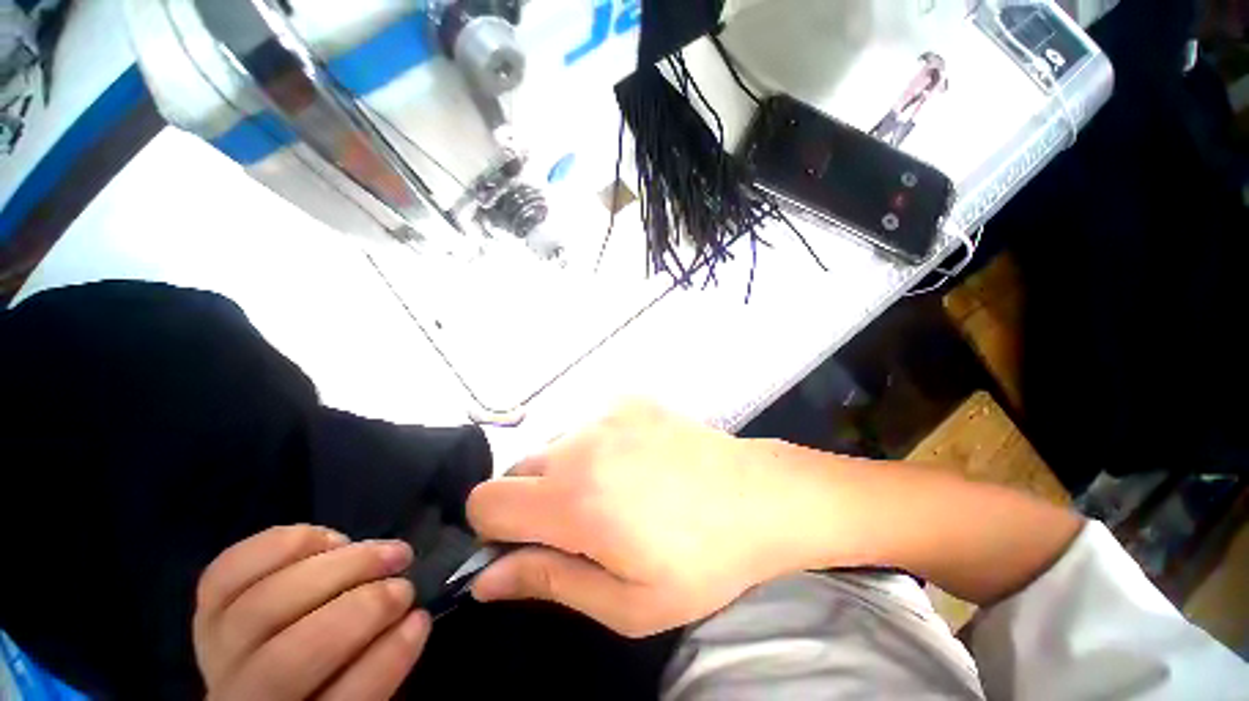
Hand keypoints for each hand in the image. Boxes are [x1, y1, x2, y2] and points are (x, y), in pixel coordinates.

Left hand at [194, 525, 429, 699]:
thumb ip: (377, 666)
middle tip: (404, 585)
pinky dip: (282, 546)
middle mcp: (241, 698)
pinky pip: (226, 572)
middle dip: (360, 608)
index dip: (382, 660)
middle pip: (287, 658)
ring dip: (338, 567)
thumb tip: (410, 621)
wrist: (268, 687)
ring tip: (385, 551)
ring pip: (263, 606)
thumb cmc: (330, 686)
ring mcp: (215, 652)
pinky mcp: (206, 611)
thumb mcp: (359, 691)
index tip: (419, 620)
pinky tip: (329, 540)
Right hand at [466, 401, 842, 636]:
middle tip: (580, 525)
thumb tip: (486, 578)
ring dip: (565, 472)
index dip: (494, 530)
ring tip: (615, 491)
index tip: (525, 546)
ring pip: (554, 447)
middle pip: (517, 471)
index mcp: (574, 499)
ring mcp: (607, 413)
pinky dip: (595, 447)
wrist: (759, 496)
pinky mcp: (628, 399)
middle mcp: (581, 443)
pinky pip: (587, 425)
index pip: (485, 502)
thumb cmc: (701, 561)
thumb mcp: (626, 601)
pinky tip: (634, 461)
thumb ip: (548, 581)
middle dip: (533, 502)